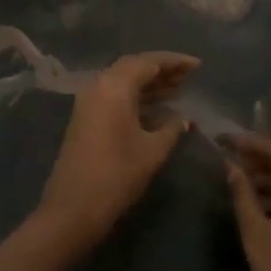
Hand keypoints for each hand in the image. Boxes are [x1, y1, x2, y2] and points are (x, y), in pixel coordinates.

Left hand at [35, 52, 198, 251]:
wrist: (73, 209)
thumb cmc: (116, 176)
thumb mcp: (152, 151)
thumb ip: (171, 129)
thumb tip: (184, 119)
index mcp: (115, 86)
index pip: (148, 62)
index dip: (175, 61)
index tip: (198, 65)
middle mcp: (99, 85)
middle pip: (134, 67)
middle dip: (162, 70)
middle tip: (189, 76)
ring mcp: (89, 101)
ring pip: (124, 81)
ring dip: (150, 83)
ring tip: (178, 88)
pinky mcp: (86, 117)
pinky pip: (115, 95)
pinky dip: (137, 95)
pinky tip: (156, 107)